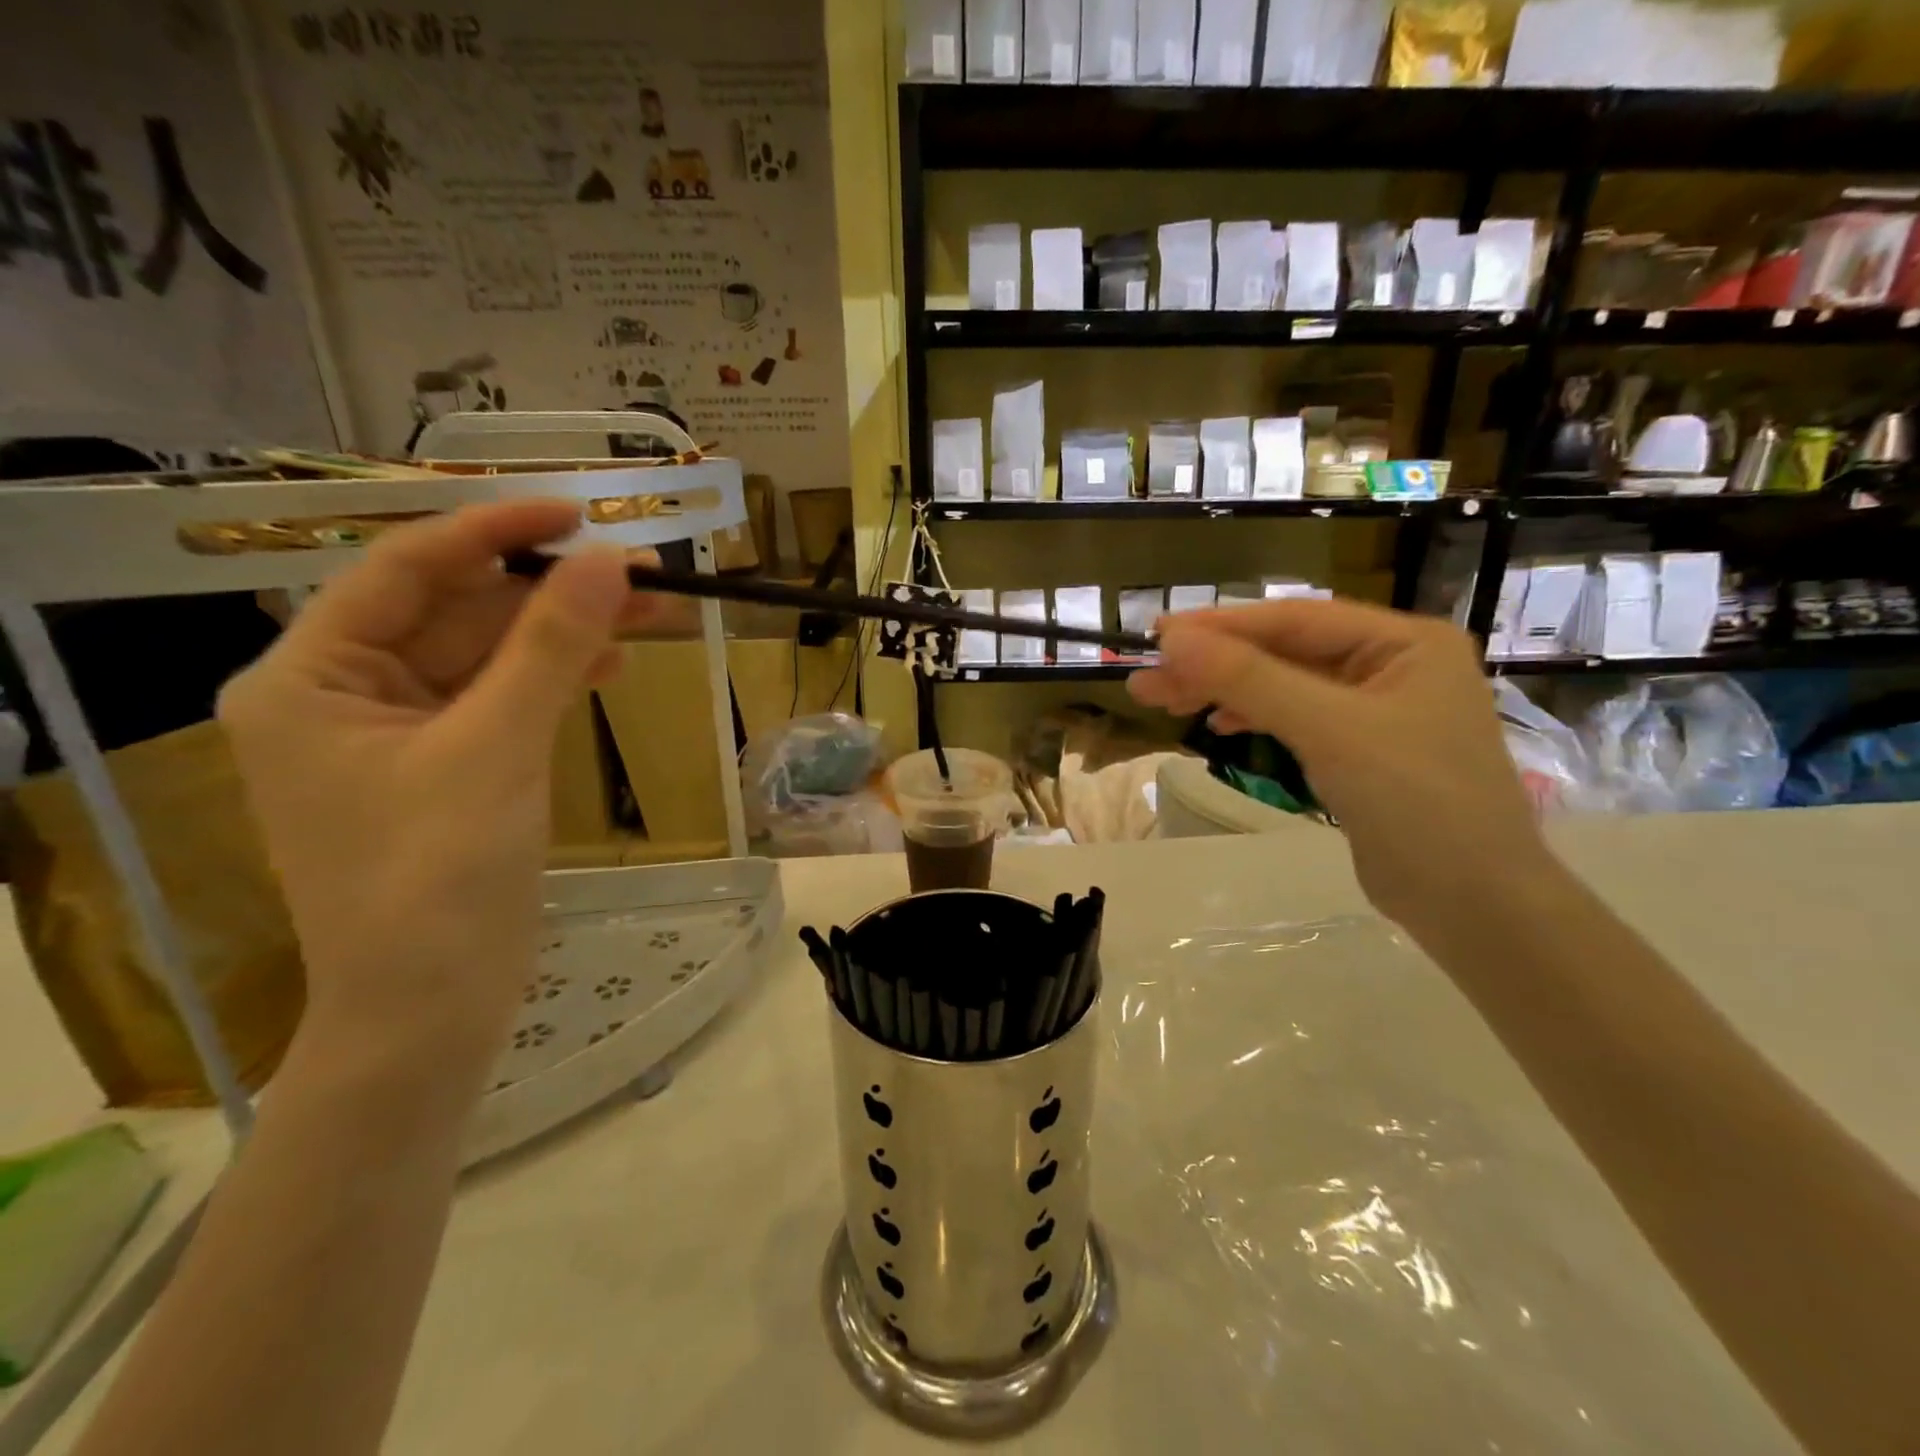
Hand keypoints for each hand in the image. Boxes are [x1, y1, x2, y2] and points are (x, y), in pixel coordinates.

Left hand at [219, 501, 670, 1076]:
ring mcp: (401, 734)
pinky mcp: (449, 766)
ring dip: (566, 635)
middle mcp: (345, 694)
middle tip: (642, 573)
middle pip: (458, 613)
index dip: (493, 533)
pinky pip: (504, 699)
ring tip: (650, 615)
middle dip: (551, 592)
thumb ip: (550, 648)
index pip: (405, 571)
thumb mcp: (497, 749)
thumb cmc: (438, 879)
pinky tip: (612, 666)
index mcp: (310, 678)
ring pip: (491, 656)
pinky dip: (556, 679)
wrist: (432, 1008)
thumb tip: (610, 561)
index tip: (577, 513)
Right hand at [1128, 599, 1544, 929]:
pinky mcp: (1361, 751)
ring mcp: (1377, 710)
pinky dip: (1255, 717)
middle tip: (1146, 680)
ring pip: (1284, 686)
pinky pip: (1296, 718)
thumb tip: (1174, 641)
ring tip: (1164, 700)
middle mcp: (1393, 665)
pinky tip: (1219, 723)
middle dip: (1215, 665)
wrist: (1473, 904)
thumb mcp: (1330, 730)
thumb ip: (1251, 679)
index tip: (1159, 636)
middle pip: (1286, 652)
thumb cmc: (1416, 802)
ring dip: (1225, 691)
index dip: (1223, 626)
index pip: (1296, 619)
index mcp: (1404, 642)